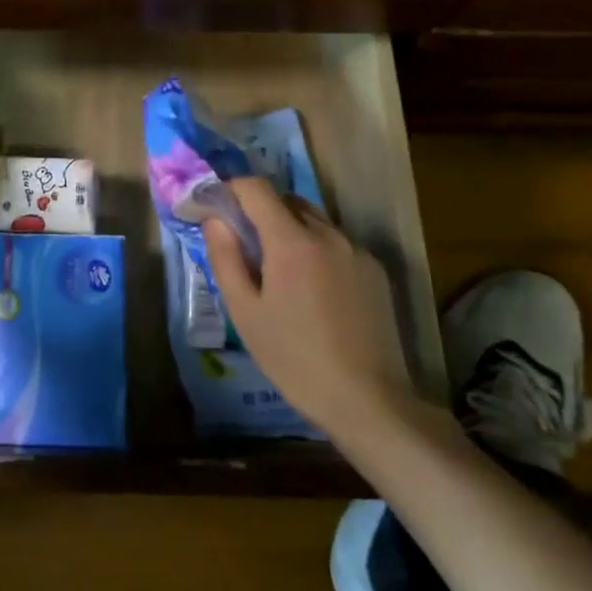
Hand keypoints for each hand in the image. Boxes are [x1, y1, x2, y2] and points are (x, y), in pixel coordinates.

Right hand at [205, 177, 417, 441]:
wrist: (368, 401)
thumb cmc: (294, 359)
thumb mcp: (245, 312)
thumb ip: (226, 258)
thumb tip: (215, 219)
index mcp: (292, 241)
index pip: (256, 188)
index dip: (232, 190)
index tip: (217, 208)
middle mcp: (328, 234)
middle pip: (286, 200)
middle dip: (260, 211)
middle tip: (244, 245)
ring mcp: (356, 251)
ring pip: (314, 220)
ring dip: (290, 230)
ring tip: (279, 272)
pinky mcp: (375, 270)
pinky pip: (337, 243)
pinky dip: (317, 249)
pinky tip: (314, 291)